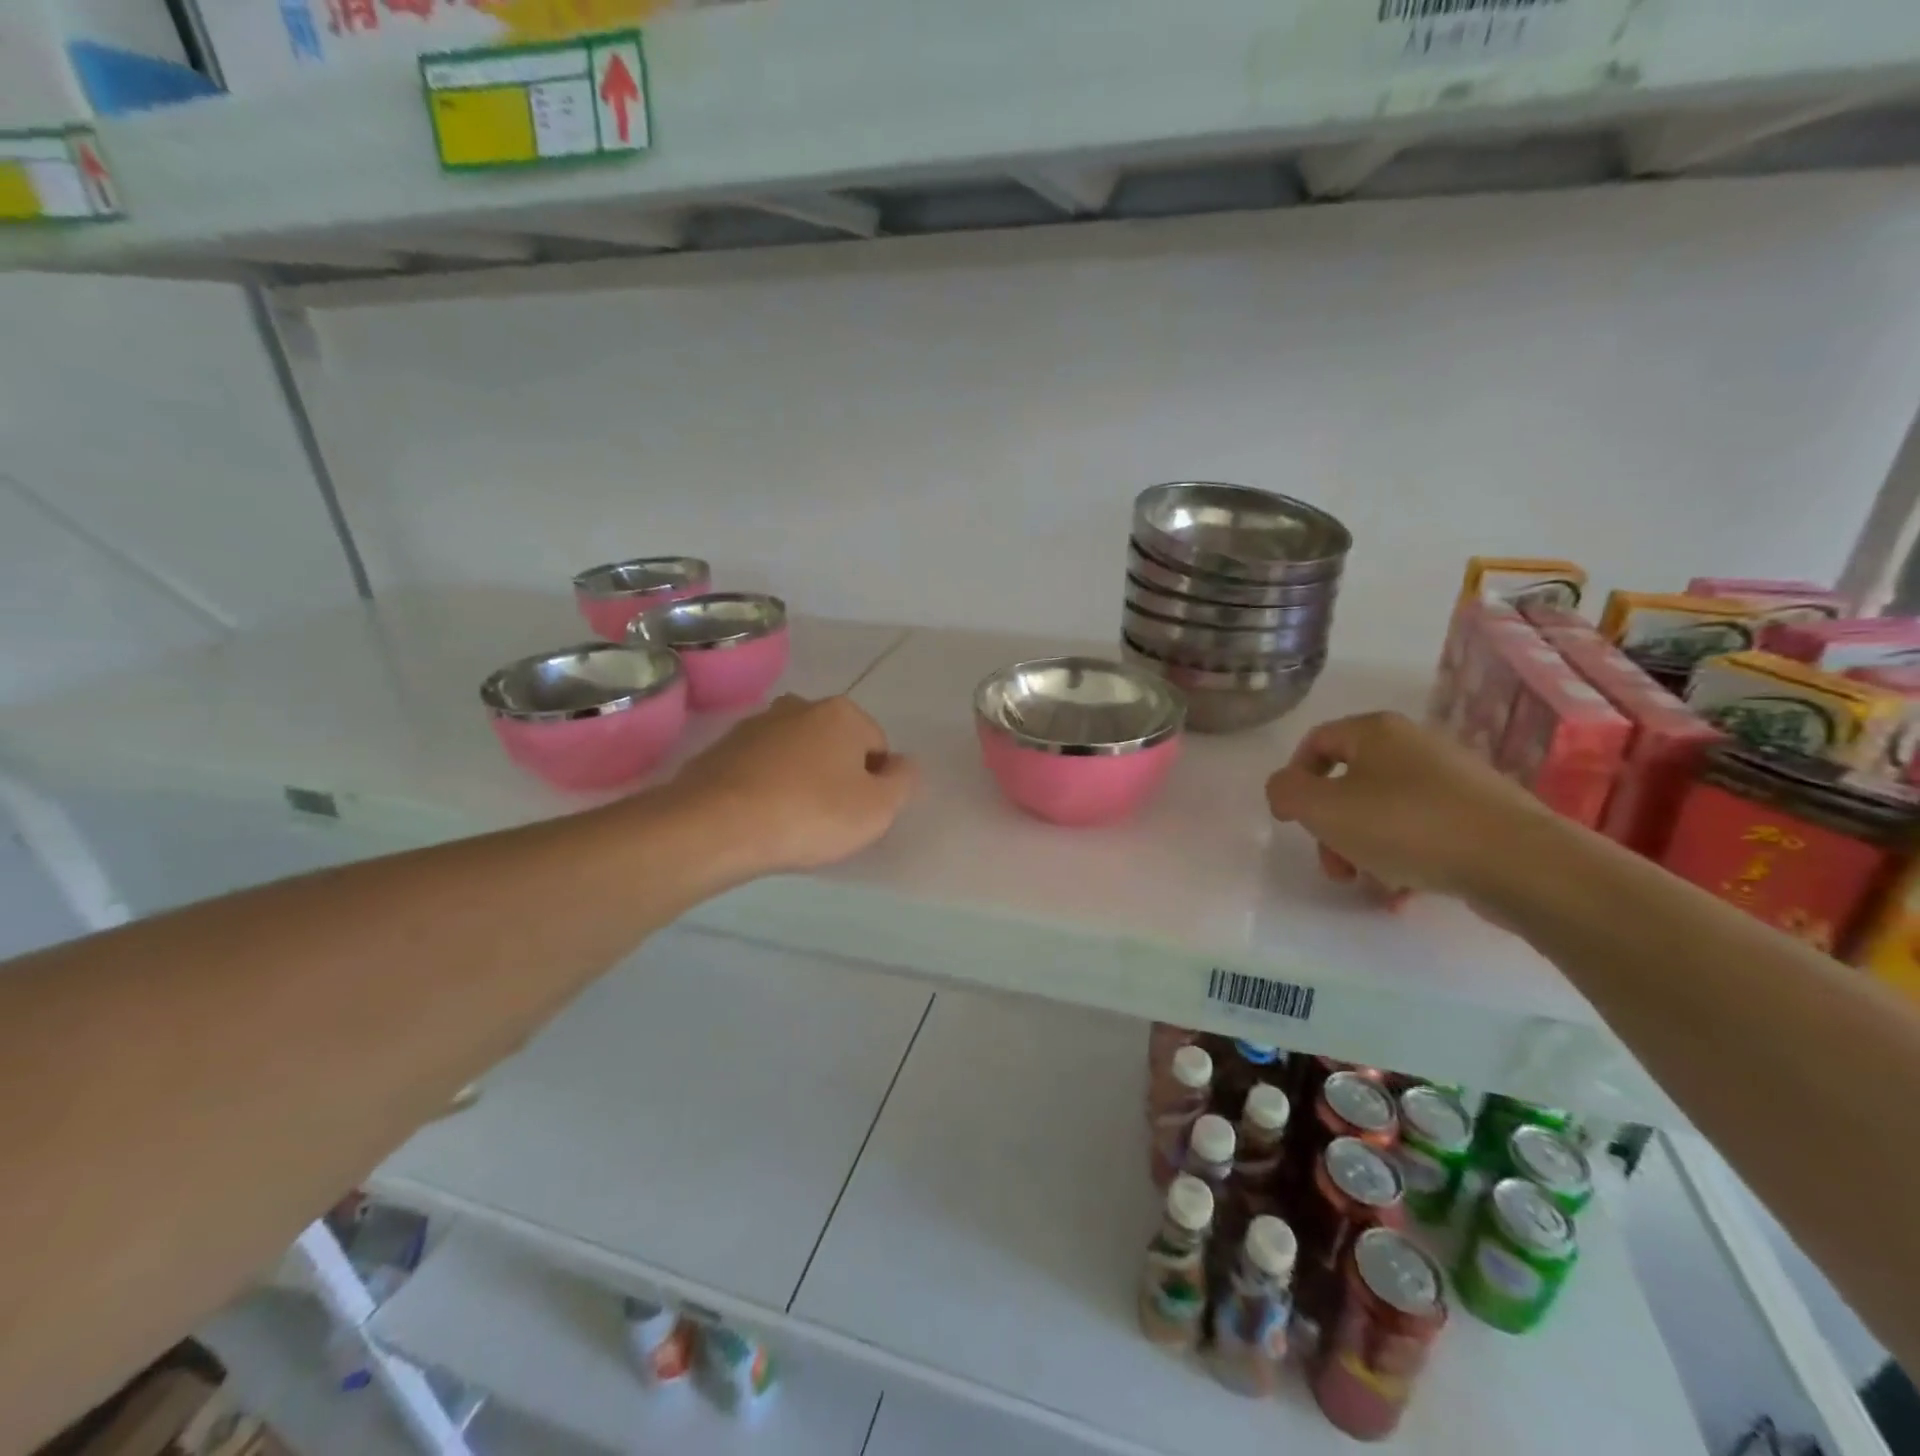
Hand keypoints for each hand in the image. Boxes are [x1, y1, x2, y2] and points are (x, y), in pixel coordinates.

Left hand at [663, 694, 918, 878]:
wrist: (715, 826)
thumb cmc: (810, 814)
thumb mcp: (878, 809)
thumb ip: (903, 782)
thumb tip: (902, 765)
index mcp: (842, 713)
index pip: (878, 748)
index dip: (875, 784)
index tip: (856, 814)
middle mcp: (799, 706)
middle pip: (835, 746)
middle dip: (836, 776)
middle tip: (826, 819)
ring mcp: (756, 724)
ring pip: (796, 755)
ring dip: (800, 780)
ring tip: (790, 821)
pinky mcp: (722, 748)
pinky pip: (760, 768)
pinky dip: (766, 787)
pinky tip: (760, 817)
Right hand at [1265, 711, 1551, 902]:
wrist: (1519, 861)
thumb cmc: (1406, 826)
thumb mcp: (1323, 808)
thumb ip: (1286, 792)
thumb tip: (1287, 789)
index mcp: (1375, 732)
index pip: (1316, 742)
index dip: (1293, 780)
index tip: (1290, 821)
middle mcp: (1414, 745)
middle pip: (1349, 783)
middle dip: (1330, 829)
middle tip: (1333, 866)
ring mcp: (1452, 779)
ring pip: (1384, 812)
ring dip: (1364, 850)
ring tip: (1370, 886)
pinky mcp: (1480, 814)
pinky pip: (1423, 832)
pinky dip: (1404, 860)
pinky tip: (1403, 894)